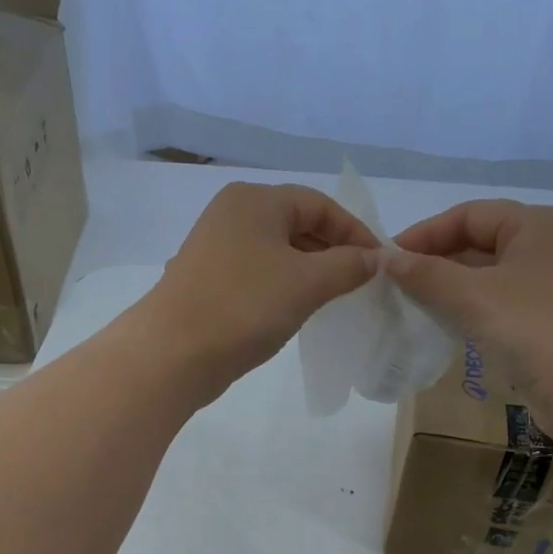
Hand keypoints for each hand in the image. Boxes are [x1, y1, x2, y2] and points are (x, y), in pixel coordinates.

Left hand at [143, 181, 376, 391]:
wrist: (173, 353)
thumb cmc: (244, 307)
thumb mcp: (307, 283)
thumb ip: (348, 266)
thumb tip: (375, 258)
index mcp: (255, 200)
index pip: (319, 204)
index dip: (355, 232)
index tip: (380, 264)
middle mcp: (232, 214)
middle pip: (297, 224)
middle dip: (332, 252)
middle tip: (361, 284)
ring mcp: (215, 248)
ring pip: (277, 252)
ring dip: (310, 271)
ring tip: (335, 299)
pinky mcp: (208, 280)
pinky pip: (258, 274)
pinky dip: (283, 287)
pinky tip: (297, 311)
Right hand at [386, 199, 552, 438]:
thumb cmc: (538, 328)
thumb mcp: (474, 296)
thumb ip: (427, 275)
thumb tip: (385, 259)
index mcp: (536, 225)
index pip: (469, 215)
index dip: (425, 234)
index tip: (386, 260)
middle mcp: (546, 248)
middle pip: (478, 244)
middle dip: (435, 263)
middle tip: (392, 287)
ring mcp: (550, 288)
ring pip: (486, 279)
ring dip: (448, 291)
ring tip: (408, 308)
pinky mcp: (547, 324)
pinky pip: (497, 308)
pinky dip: (468, 314)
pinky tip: (441, 330)